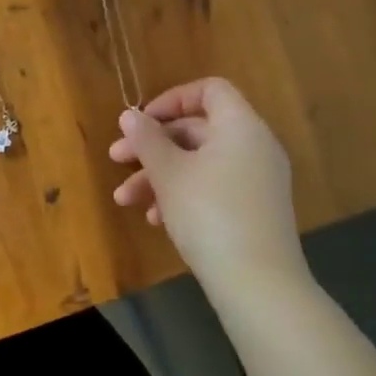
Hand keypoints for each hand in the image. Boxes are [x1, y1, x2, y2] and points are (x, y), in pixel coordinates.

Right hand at [109, 78, 306, 294]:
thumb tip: (130, 116)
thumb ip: (147, 139)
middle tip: (116, 159)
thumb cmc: (209, 214)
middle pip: (198, 130)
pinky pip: (214, 187)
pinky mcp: (255, 210)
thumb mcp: (168, 173)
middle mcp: (255, 146)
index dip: (172, 99)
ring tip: (126, 200)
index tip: (142, 122)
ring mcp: (258, 180)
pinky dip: (184, 194)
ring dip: (160, 176)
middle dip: (153, 145)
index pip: (209, 90)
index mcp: (240, 126)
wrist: (258, 285)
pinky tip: (156, 220)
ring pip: (200, 163)